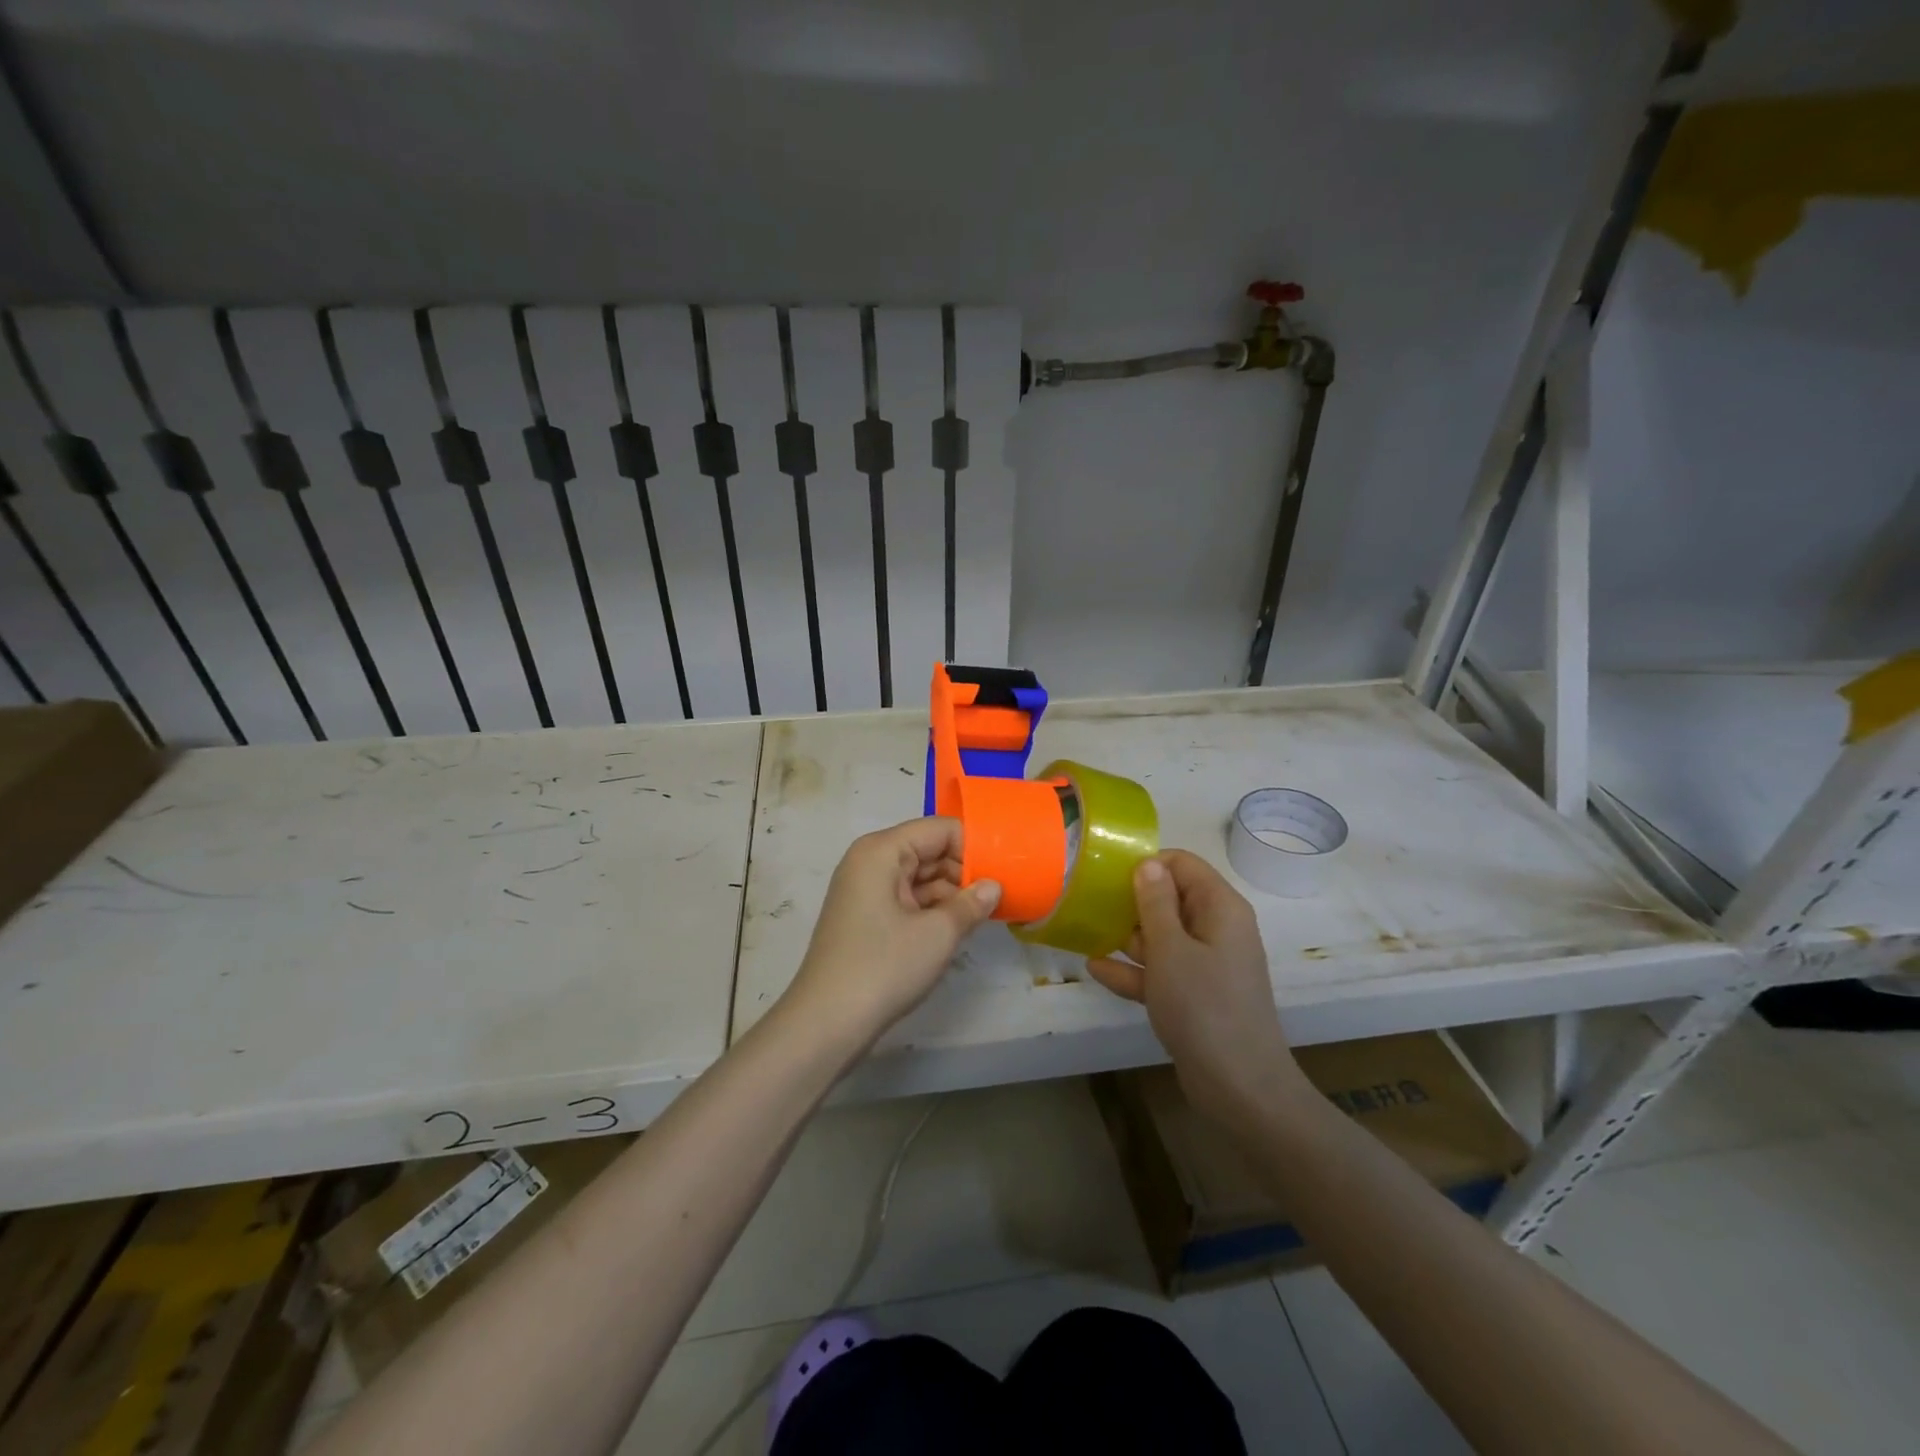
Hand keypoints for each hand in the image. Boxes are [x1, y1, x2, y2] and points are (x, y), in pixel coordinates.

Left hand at [781, 817, 1001, 1046]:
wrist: (826, 1023)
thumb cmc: (884, 967)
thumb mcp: (938, 934)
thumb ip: (971, 903)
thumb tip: (993, 887)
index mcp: (882, 851)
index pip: (939, 829)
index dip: (974, 846)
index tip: (1005, 870)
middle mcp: (870, 861)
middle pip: (928, 850)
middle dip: (964, 871)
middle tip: (1001, 896)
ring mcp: (865, 890)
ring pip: (919, 877)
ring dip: (951, 894)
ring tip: (985, 915)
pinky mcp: (866, 917)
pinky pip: (907, 899)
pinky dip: (932, 910)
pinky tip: (958, 928)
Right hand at [1086, 850, 1309, 1128]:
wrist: (1240, 1088)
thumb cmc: (1203, 1007)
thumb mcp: (1170, 949)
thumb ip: (1155, 902)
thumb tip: (1147, 863)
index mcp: (1221, 908)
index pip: (1183, 865)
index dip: (1147, 865)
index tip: (1109, 877)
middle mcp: (1218, 929)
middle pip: (1171, 899)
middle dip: (1132, 902)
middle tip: (1089, 904)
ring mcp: (1208, 964)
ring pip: (1164, 936)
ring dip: (1128, 937)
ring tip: (1086, 932)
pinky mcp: (1197, 995)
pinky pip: (1163, 970)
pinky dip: (1135, 970)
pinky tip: (1096, 969)